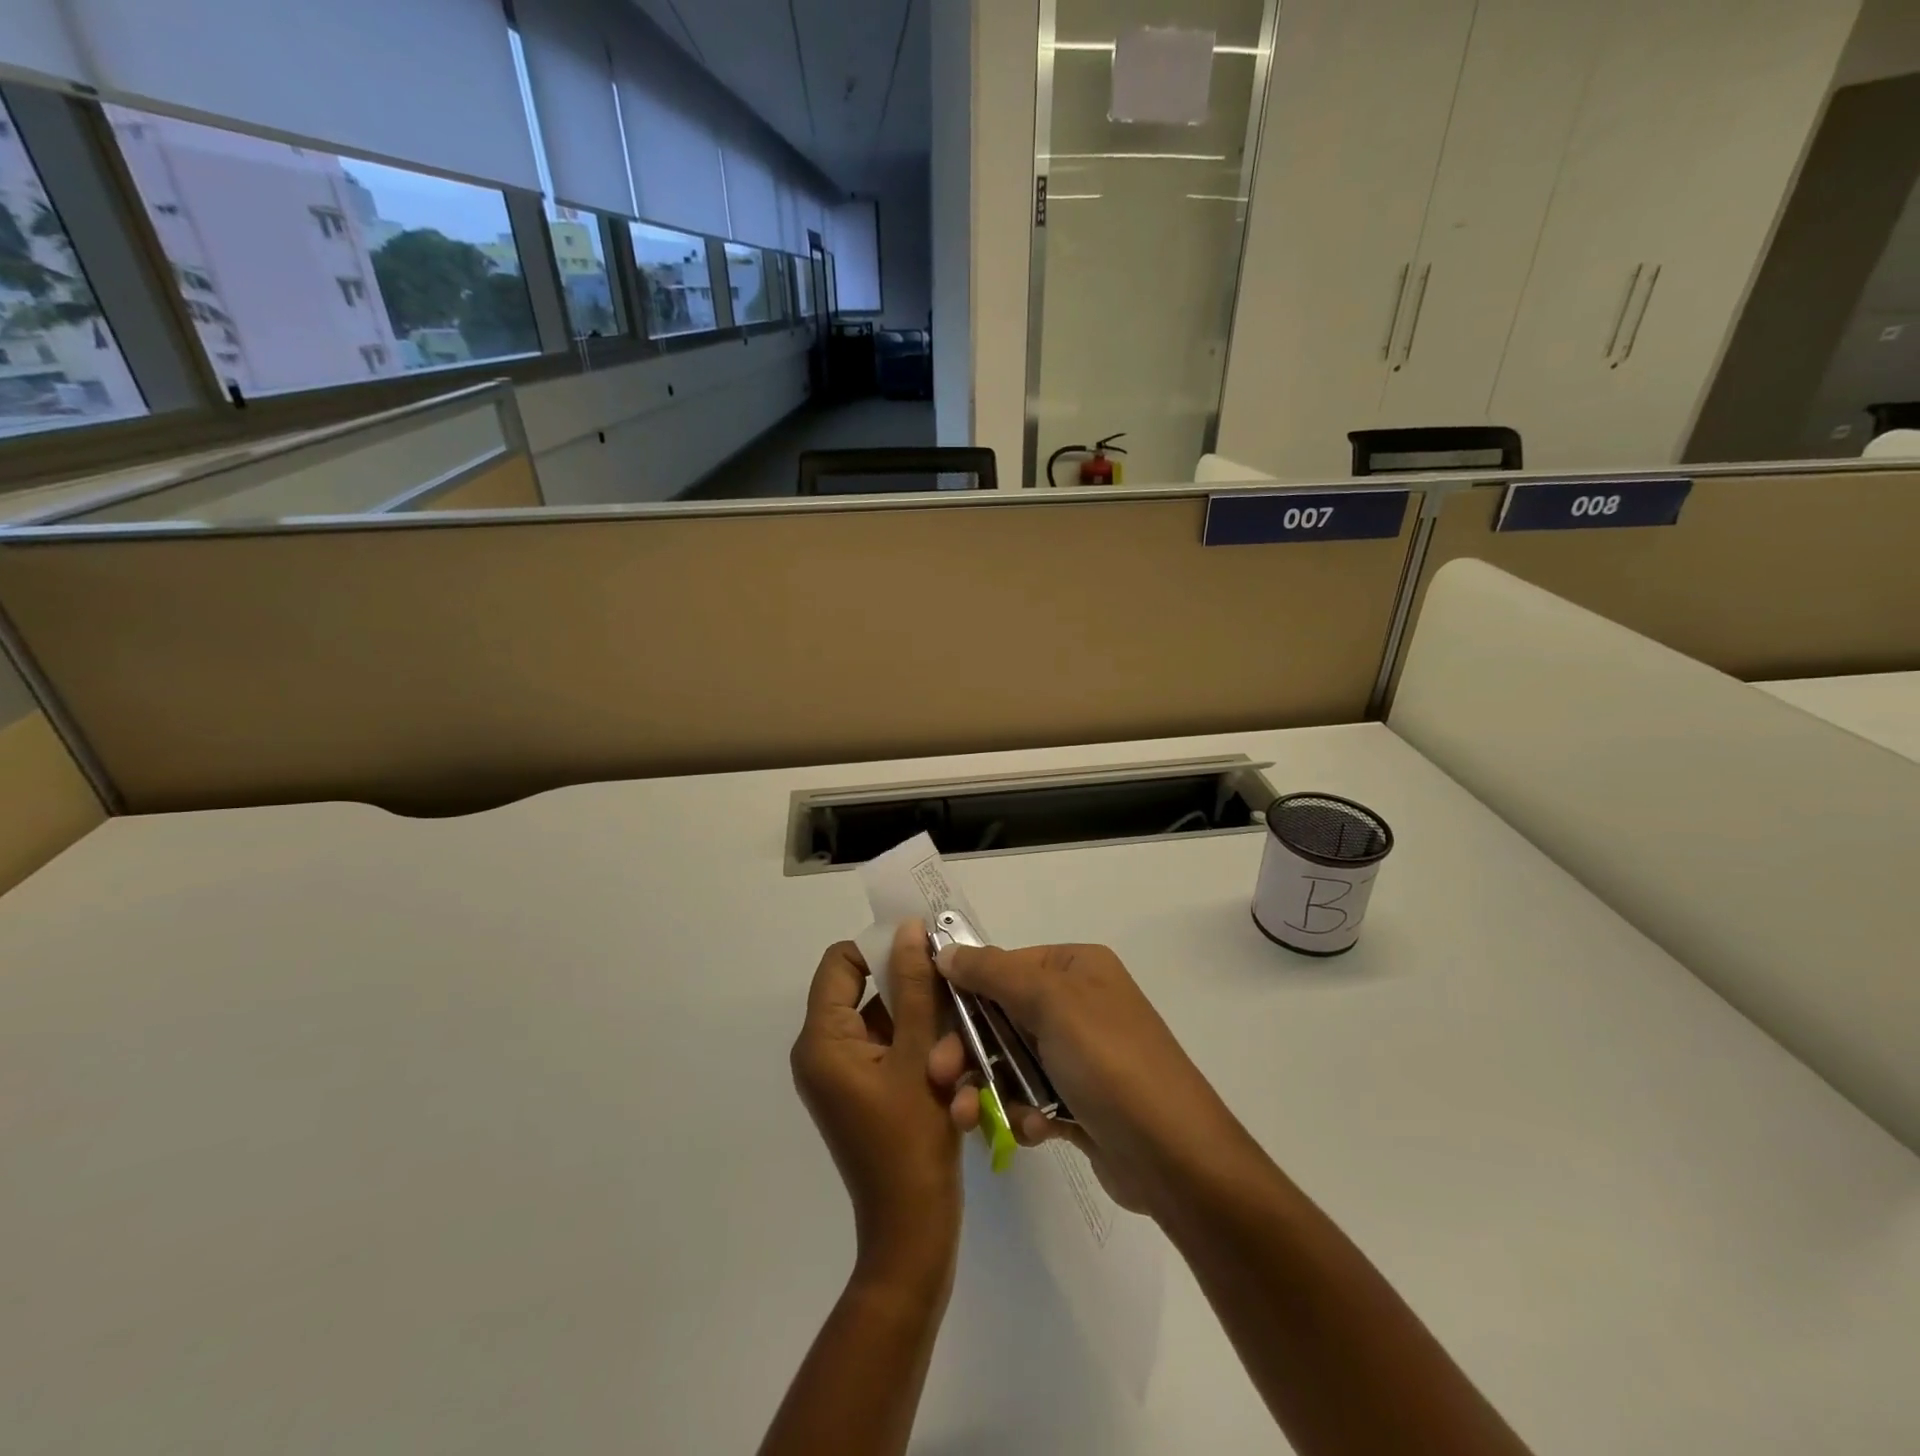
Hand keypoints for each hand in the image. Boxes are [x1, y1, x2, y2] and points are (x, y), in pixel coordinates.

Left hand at [791, 921, 962, 1280]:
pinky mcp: (865, 1093)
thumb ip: (915, 987)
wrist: (912, 1235)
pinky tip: (957, 1083)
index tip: (928, 954)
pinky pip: (893, 1052)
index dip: (882, 948)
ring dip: (928, 1030)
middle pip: (869, 991)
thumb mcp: (919, 1055)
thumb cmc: (912, 1143)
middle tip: (954, 1005)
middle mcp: (824, 1052)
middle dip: (915, 998)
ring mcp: (845, 1075)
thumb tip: (909, 929)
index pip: (841, 962)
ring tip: (961, 1061)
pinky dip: (923, 1055)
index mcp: (822, 1040)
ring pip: (888, 1023)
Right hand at [928, 942, 1252, 1217]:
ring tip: (967, 1118)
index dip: (965, 990)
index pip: (1005, 965)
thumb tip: (946, 950)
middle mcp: (1078, 1004)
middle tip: (939, 1076)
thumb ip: (994, 973)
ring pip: (1011, 1061)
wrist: (1175, 1157)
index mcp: (1076, 968)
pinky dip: (1023, 1114)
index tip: (929, 1020)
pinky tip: (1032, 1132)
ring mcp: (1080, 1054)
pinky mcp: (1080, 1102)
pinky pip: (1032, 1097)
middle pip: (1002, 1016)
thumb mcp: (1051, 1002)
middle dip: (969, 1048)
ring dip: (987, 1088)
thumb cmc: (1109, 1062)